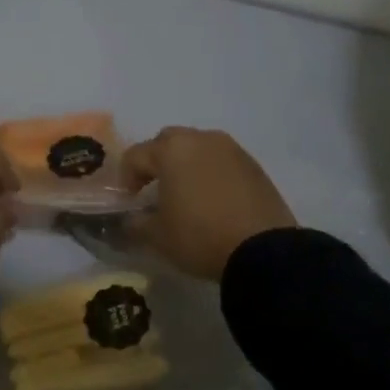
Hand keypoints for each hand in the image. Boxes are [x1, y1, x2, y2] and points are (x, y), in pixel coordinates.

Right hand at [121, 127, 295, 280]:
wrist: (263, 250)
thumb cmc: (200, 236)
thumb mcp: (157, 236)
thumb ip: (135, 223)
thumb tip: (129, 219)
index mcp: (172, 150)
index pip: (136, 155)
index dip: (126, 178)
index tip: (129, 201)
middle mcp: (201, 139)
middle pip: (168, 141)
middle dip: (156, 161)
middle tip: (154, 189)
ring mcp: (231, 149)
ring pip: (197, 147)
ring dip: (185, 164)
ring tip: (185, 193)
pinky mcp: (253, 164)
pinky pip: (221, 160)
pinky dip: (210, 172)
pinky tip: (212, 198)